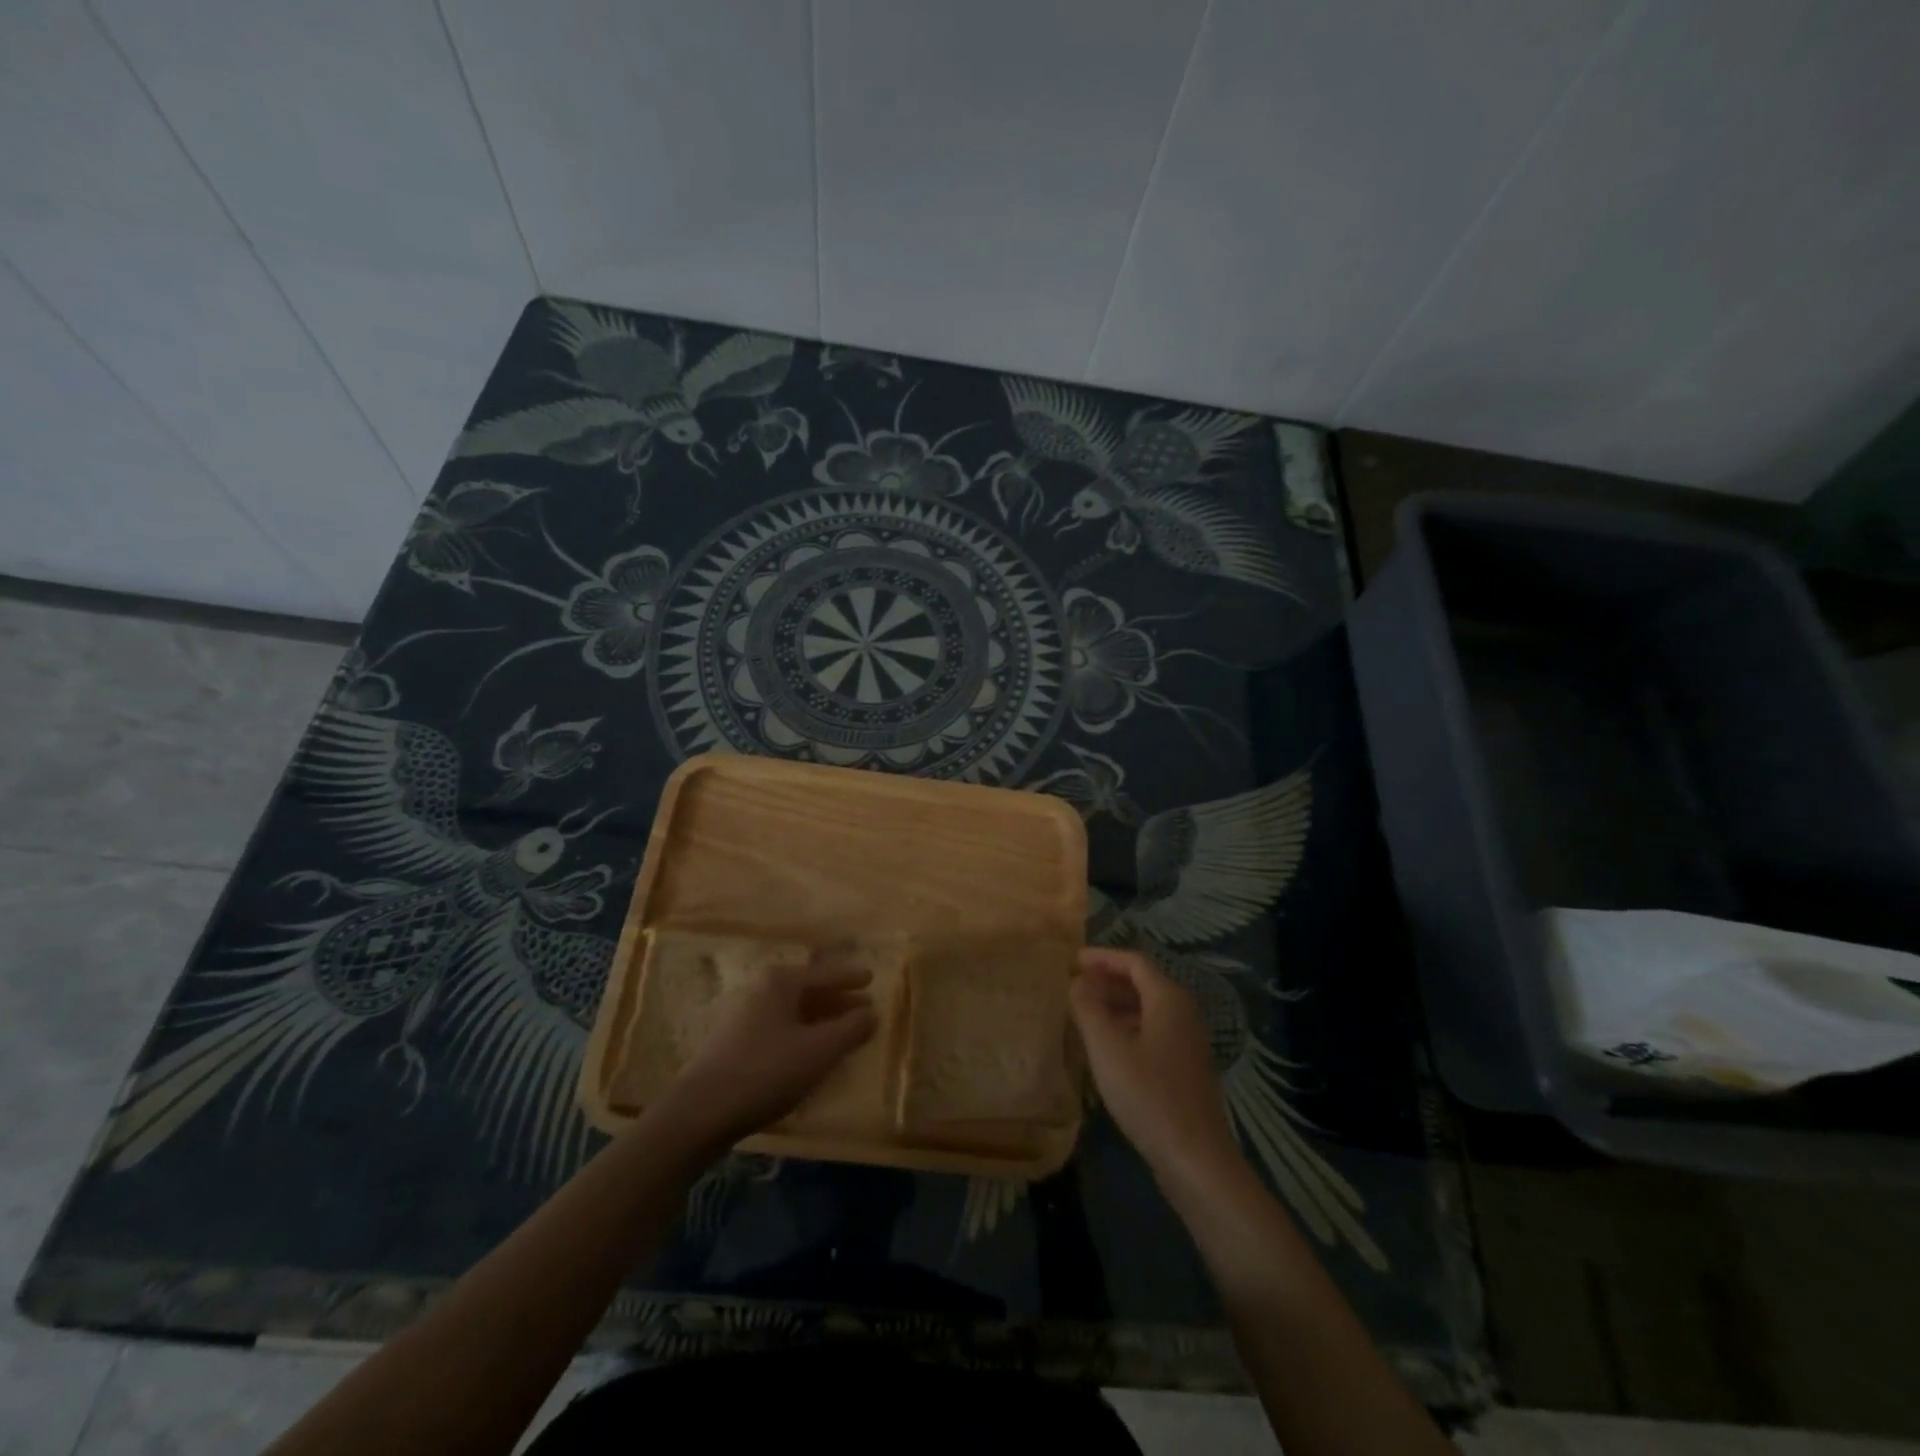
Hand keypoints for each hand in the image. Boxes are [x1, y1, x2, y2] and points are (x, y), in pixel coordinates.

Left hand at [654, 951, 876, 1154]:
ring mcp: (745, 1016)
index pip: (824, 973)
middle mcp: (761, 990)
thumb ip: (850, 1029)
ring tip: (843, 1032)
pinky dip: (802, 1034)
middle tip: (863, 1008)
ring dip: (820, 1019)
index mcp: (781, 982)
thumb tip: (872, 1012)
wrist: (700, 1112)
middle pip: (808, 989)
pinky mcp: (736, 1042)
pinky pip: (781, 1028)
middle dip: (837, 1000)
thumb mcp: (818, 1051)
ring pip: (793, 1011)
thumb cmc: (766, 1071)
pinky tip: (812, 1053)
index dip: (850, 977)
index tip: (872, 979)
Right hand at [1071, 948, 1241, 1190]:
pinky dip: (1128, 1028)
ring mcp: (1188, 1043)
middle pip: (1144, 983)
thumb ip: (1088, 1007)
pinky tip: (1108, 1049)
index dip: (1103, 957)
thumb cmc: (1148, 1095)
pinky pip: (1153, 1032)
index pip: (1134, 962)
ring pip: (1148, 1010)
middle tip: (1075, 985)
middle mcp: (1184, 1013)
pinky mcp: (1186, 1069)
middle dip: (1108, 980)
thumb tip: (1078, 981)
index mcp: (1168, 1000)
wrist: (1195, 1159)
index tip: (1073, 960)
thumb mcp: (1107, 1047)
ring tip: (1085, 1014)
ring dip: (1116, 1005)